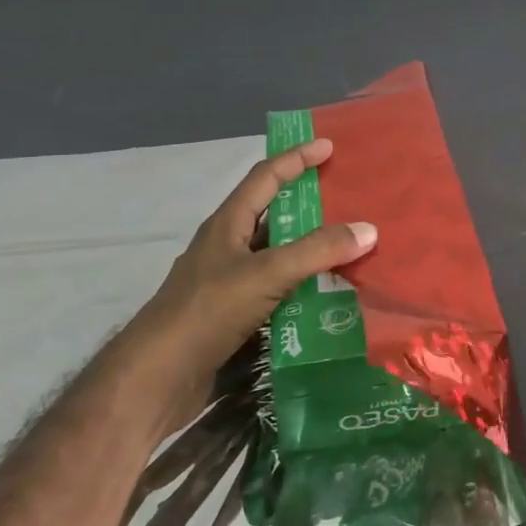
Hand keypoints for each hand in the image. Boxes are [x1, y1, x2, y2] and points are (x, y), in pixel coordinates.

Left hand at [114, 138, 377, 387]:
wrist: (157, 378)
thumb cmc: (207, 312)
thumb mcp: (266, 274)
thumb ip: (317, 251)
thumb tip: (368, 229)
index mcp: (228, 224)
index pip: (265, 177)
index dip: (296, 158)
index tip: (328, 146)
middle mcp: (228, 247)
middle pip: (274, 214)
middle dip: (310, 204)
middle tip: (349, 198)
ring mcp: (230, 282)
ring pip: (278, 254)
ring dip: (310, 249)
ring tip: (350, 246)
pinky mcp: (234, 315)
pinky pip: (278, 289)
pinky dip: (304, 286)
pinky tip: (329, 295)